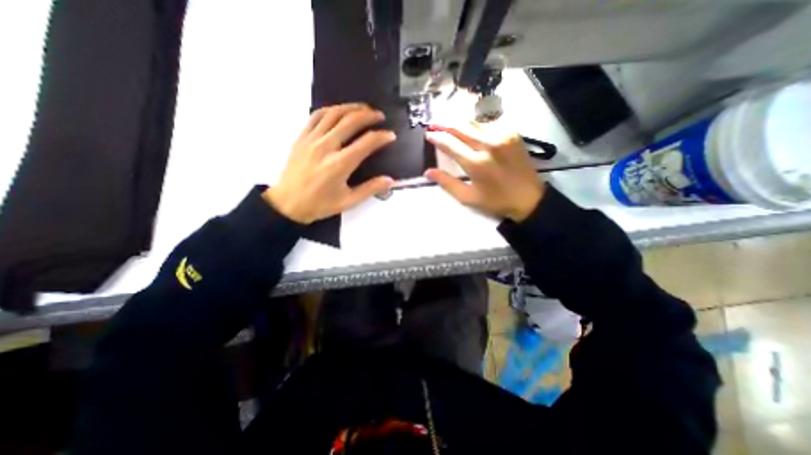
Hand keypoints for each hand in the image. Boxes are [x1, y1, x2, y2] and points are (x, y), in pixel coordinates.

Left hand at [264, 104, 396, 224]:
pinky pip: (316, 116)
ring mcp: (312, 139)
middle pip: (351, 121)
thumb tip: (390, 180)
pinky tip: (339, 111)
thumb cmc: (320, 204)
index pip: (366, 142)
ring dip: (351, 107)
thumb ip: (370, 189)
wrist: (288, 203)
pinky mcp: (301, 137)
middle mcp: (326, 147)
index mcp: (340, 164)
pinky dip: (330, 110)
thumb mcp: (348, 201)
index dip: (382, 137)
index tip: (391, 135)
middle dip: (369, 115)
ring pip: (334, 114)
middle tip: (380, 116)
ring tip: (363, 108)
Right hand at [425, 120, 543, 219]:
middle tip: (434, 124)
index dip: (436, 137)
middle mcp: (488, 144)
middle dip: (445, 124)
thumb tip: (428, 172)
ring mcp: (502, 136)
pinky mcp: (512, 133)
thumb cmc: (495, 201)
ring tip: (449, 125)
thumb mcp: (468, 197)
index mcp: (476, 163)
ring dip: (459, 123)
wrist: (529, 197)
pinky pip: (488, 124)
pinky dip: (476, 126)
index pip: (450, 144)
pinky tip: (471, 131)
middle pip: (461, 126)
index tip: (428, 134)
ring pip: (474, 123)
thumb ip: (447, 183)